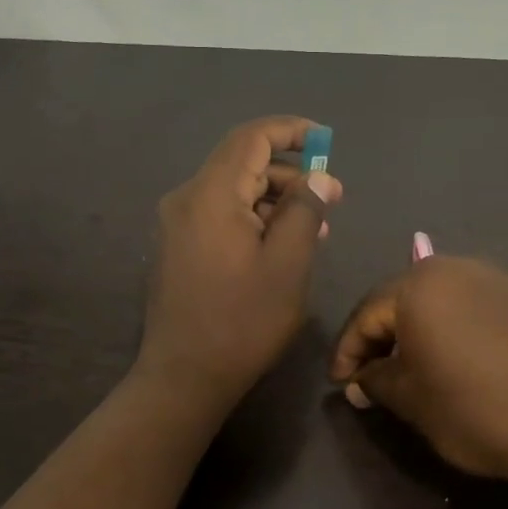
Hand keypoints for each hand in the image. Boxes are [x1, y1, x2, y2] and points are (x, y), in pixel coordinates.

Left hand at [136, 116, 342, 411]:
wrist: (184, 377)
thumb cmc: (243, 322)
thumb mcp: (288, 265)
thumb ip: (305, 211)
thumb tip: (318, 178)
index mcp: (211, 194)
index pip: (251, 138)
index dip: (291, 131)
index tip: (326, 142)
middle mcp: (186, 199)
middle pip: (240, 164)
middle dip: (288, 174)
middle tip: (331, 199)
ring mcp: (175, 226)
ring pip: (231, 193)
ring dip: (273, 201)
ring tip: (314, 229)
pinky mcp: (176, 250)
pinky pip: (219, 217)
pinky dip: (252, 220)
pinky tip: (278, 248)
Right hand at [329, 257, 507, 490]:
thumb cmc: (474, 408)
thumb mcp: (412, 400)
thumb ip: (375, 382)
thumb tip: (358, 382)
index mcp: (418, 285)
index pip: (365, 314)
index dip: (347, 352)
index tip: (340, 385)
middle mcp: (454, 268)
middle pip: (399, 299)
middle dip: (379, 338)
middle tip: (367, 376)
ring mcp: (493, 279)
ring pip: (435, 300)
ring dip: (413, 332)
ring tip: (405, 368)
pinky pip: (467, 306)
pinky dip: (447, 328)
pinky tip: (447, 359)